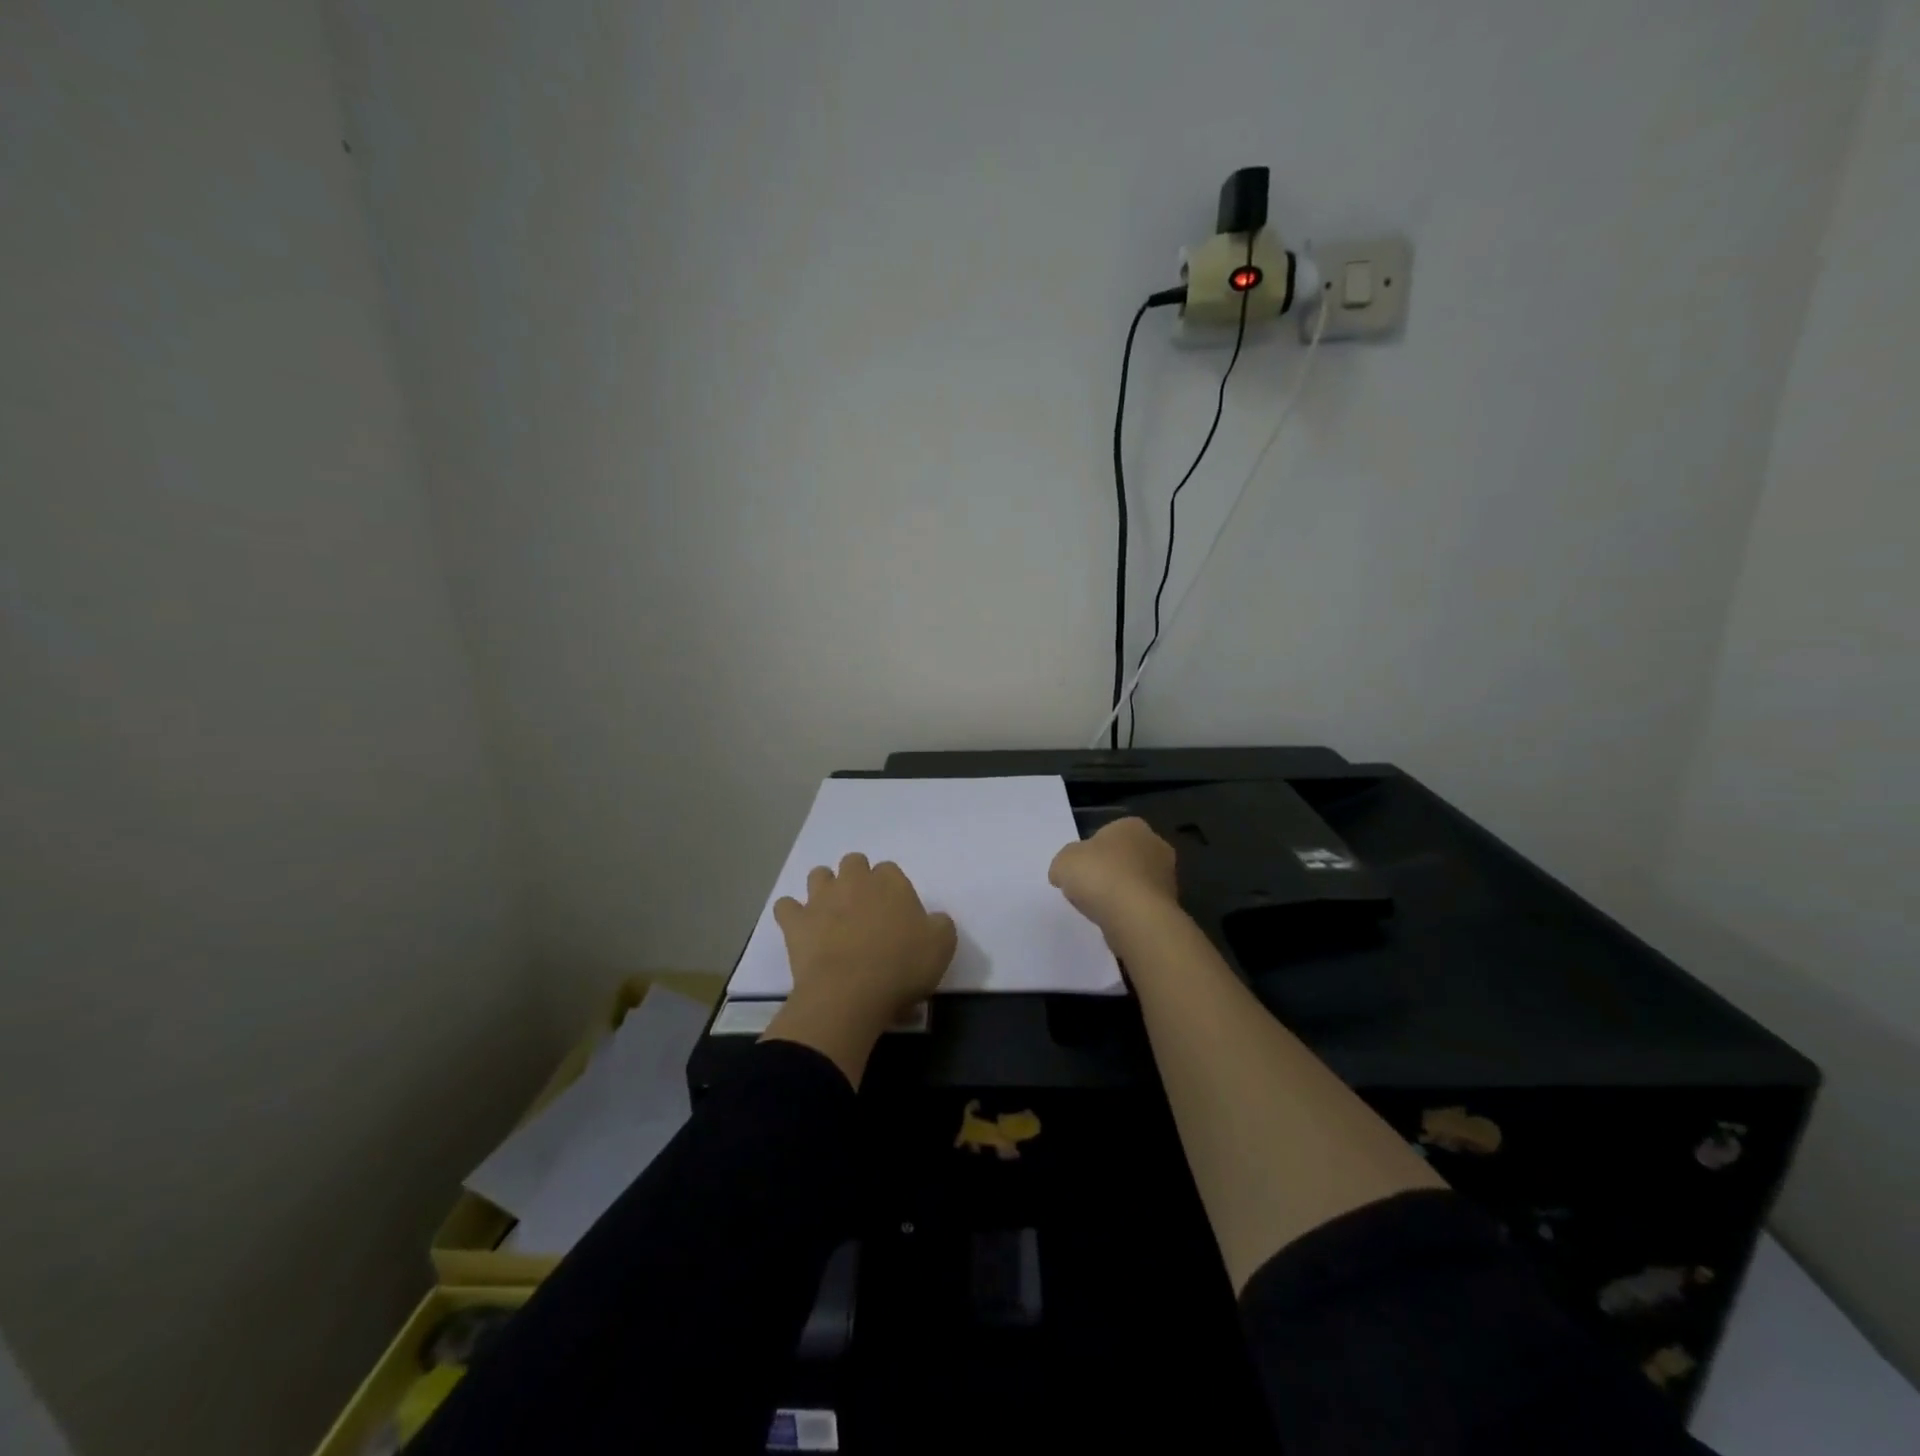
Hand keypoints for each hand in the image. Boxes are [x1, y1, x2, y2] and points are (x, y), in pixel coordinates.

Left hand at [763, 853, 955, 1086]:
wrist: (850, 993)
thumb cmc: (901, 966)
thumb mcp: (942, 946)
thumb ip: (940, 924)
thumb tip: (931, 920)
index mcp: (890, 882)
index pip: (890, 870)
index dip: (892, 889)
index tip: (895, 913)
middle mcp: (854, 881)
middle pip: (854, 862)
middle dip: (857, 878)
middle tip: (864, 910)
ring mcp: (821, 899)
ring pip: (818, 875)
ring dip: (824, 888)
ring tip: (832, 914)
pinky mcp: (796, 922)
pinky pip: (786, 907)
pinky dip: (792, 914)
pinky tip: (801, 929)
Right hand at [1048, 817, 1178, 940]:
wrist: (1135, 916)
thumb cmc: (1099, 875)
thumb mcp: (1063, 862)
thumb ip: (1063, 864)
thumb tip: (1063, 874)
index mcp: (1132, 826)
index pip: (1108, 833)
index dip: (1090, 851)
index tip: (1078, 869)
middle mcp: (1155, 845)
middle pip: (1124, 857)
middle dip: (1108, 870)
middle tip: (1087, 888)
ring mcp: (1167, 877)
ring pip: (1134, 882)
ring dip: (1119, 893)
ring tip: (1099, 909)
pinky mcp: (1170, 905)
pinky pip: (1141, 904)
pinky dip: (1128, 911)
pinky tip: (1114, 920)